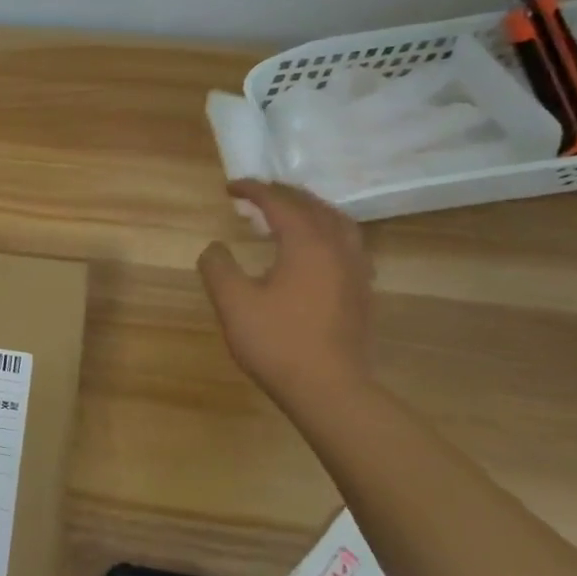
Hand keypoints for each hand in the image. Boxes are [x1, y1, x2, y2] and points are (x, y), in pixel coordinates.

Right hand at [198, 180, 372, 401]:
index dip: (254, 190)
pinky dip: (327, 232)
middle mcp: (337, 248)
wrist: (329, 388)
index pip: (280, 203)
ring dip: (311, 210)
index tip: (231, 187)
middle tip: (259, 193)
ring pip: (338, 223)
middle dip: (285, 194)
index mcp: (307, 244)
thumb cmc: (277, 341)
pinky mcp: (361, 291)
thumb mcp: (233, 303)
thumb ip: (218, 267)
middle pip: (314, 207)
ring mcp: (356, 270)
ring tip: (291, 212)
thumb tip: (215, 247)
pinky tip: (316, 250)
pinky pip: (348, 245)